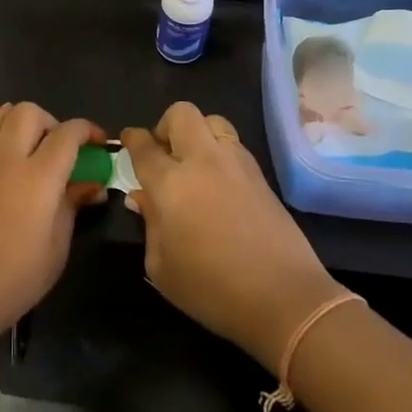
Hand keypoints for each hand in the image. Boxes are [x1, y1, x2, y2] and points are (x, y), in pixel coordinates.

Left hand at [0, 104, 107, 343]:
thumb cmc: (11, 281)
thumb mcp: (55, 249)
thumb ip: (73, 207)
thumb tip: (92, 185)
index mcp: (38, 178)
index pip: (68, 134)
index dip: (87, 131)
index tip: (96, 142)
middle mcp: (5, 158)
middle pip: (30, 112)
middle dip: (51, 122)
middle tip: (58, 148)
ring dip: (18, 120)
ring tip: (26, 145)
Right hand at [123, 104, 341, 373]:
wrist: (283, 297)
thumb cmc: (211, 288)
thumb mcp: (161, 266)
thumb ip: (149, 223)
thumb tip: (144, 197)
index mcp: (170, 182)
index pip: (144, 145)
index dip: (132, 138)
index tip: (128, 141)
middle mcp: (203, 161)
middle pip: (182, 114)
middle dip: (166, 126)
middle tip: (164, 154)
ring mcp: (237, 164)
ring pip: (213, 121)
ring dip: (198, 134)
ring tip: (194, 164)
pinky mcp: (261, 175)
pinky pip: (234, 145)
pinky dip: (220, 151)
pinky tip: (219, 182)